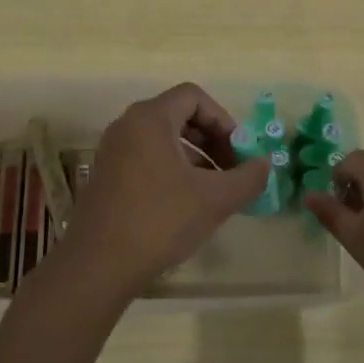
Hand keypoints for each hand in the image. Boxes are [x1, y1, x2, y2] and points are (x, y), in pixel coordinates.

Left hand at [50, 83, 267, 300]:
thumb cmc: (160, 221)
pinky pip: (146, 160)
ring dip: (195, 159)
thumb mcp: (215, 199)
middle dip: (212, 140)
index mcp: (150, 119)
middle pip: (178, 117)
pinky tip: (186, 206)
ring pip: (163, 141)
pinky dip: (172, 172)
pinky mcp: (106, 177)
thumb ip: (248, 177)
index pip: (194, 96)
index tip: (239, 152)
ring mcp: (112, 152)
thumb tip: (265, 165)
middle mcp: (127, 127)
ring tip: (213, 192)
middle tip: (231, 171)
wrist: (98, 266)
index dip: (223, 119)